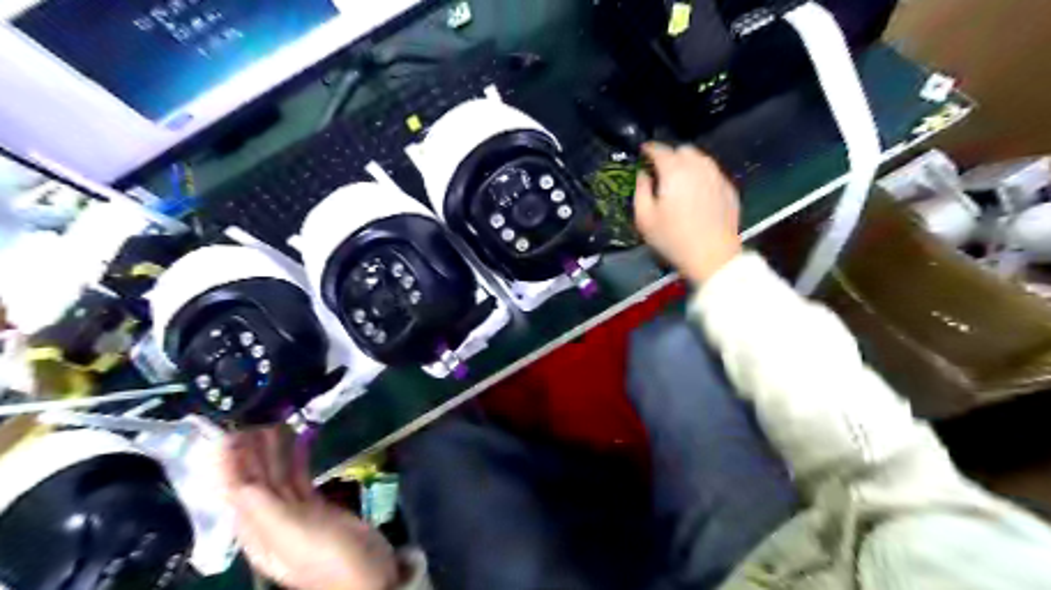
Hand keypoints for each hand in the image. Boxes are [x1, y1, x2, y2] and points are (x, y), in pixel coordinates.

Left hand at [219, 428, 399, 588]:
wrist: (370, 577)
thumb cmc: (330, 558)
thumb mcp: (295, 535)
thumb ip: (265, 508)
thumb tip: (237, 478)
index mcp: (256, 530)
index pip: (235, 488)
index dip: (229, 460)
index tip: (229, 426)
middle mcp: (269, 520)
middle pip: (254, 478)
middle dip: (251, 448)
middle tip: (255, 412)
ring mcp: (294, 513)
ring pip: (277, 475)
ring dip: (274, 448)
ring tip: (276, 417)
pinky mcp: (316, 507)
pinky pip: (299, 477)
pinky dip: (298, 457)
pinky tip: (301, 439)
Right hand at [637, 140, 742, 281]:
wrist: (712, 257)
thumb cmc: (673, 239)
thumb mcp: (644, 218)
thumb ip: (640, 190)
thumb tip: (642, 174)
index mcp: (674, 171)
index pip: (659, 149)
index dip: (648, 149)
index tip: (642, 153)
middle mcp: (698, 167)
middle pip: (683, 149)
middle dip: (670, 155)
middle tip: (660, 171)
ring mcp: (717, 176)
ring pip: (700, 159)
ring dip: (687, 163)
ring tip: (679, 180)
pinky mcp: (728, 189)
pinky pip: (712, 173)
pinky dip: (701, 176)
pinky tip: (696, 192)